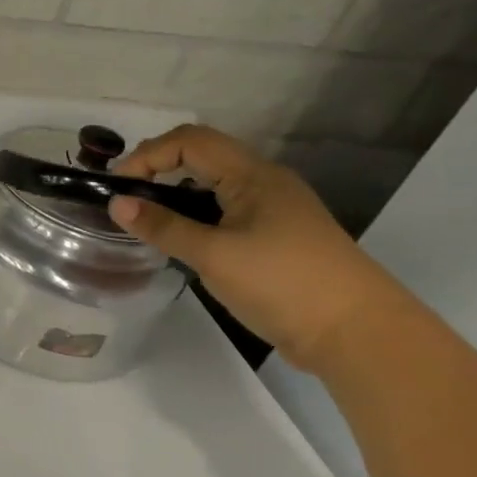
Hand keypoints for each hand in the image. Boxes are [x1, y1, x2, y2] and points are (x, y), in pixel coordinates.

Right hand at [108, 125, 403, 365]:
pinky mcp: (278, 236)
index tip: (119, 186)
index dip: (148, 155)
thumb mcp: (213, 255)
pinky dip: (196, 212)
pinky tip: (183, 238)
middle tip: (127, 195)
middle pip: (203, 154)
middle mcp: (266, 182)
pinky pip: (227, 208)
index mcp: (254, 176)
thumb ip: (163, 227)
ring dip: (177, 189)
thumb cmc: (284, 284)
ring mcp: (275, 210)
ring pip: (215, 182)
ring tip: (147, 216)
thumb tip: (116, 203)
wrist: (361, 335)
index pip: (190, 141)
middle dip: (159, 166)